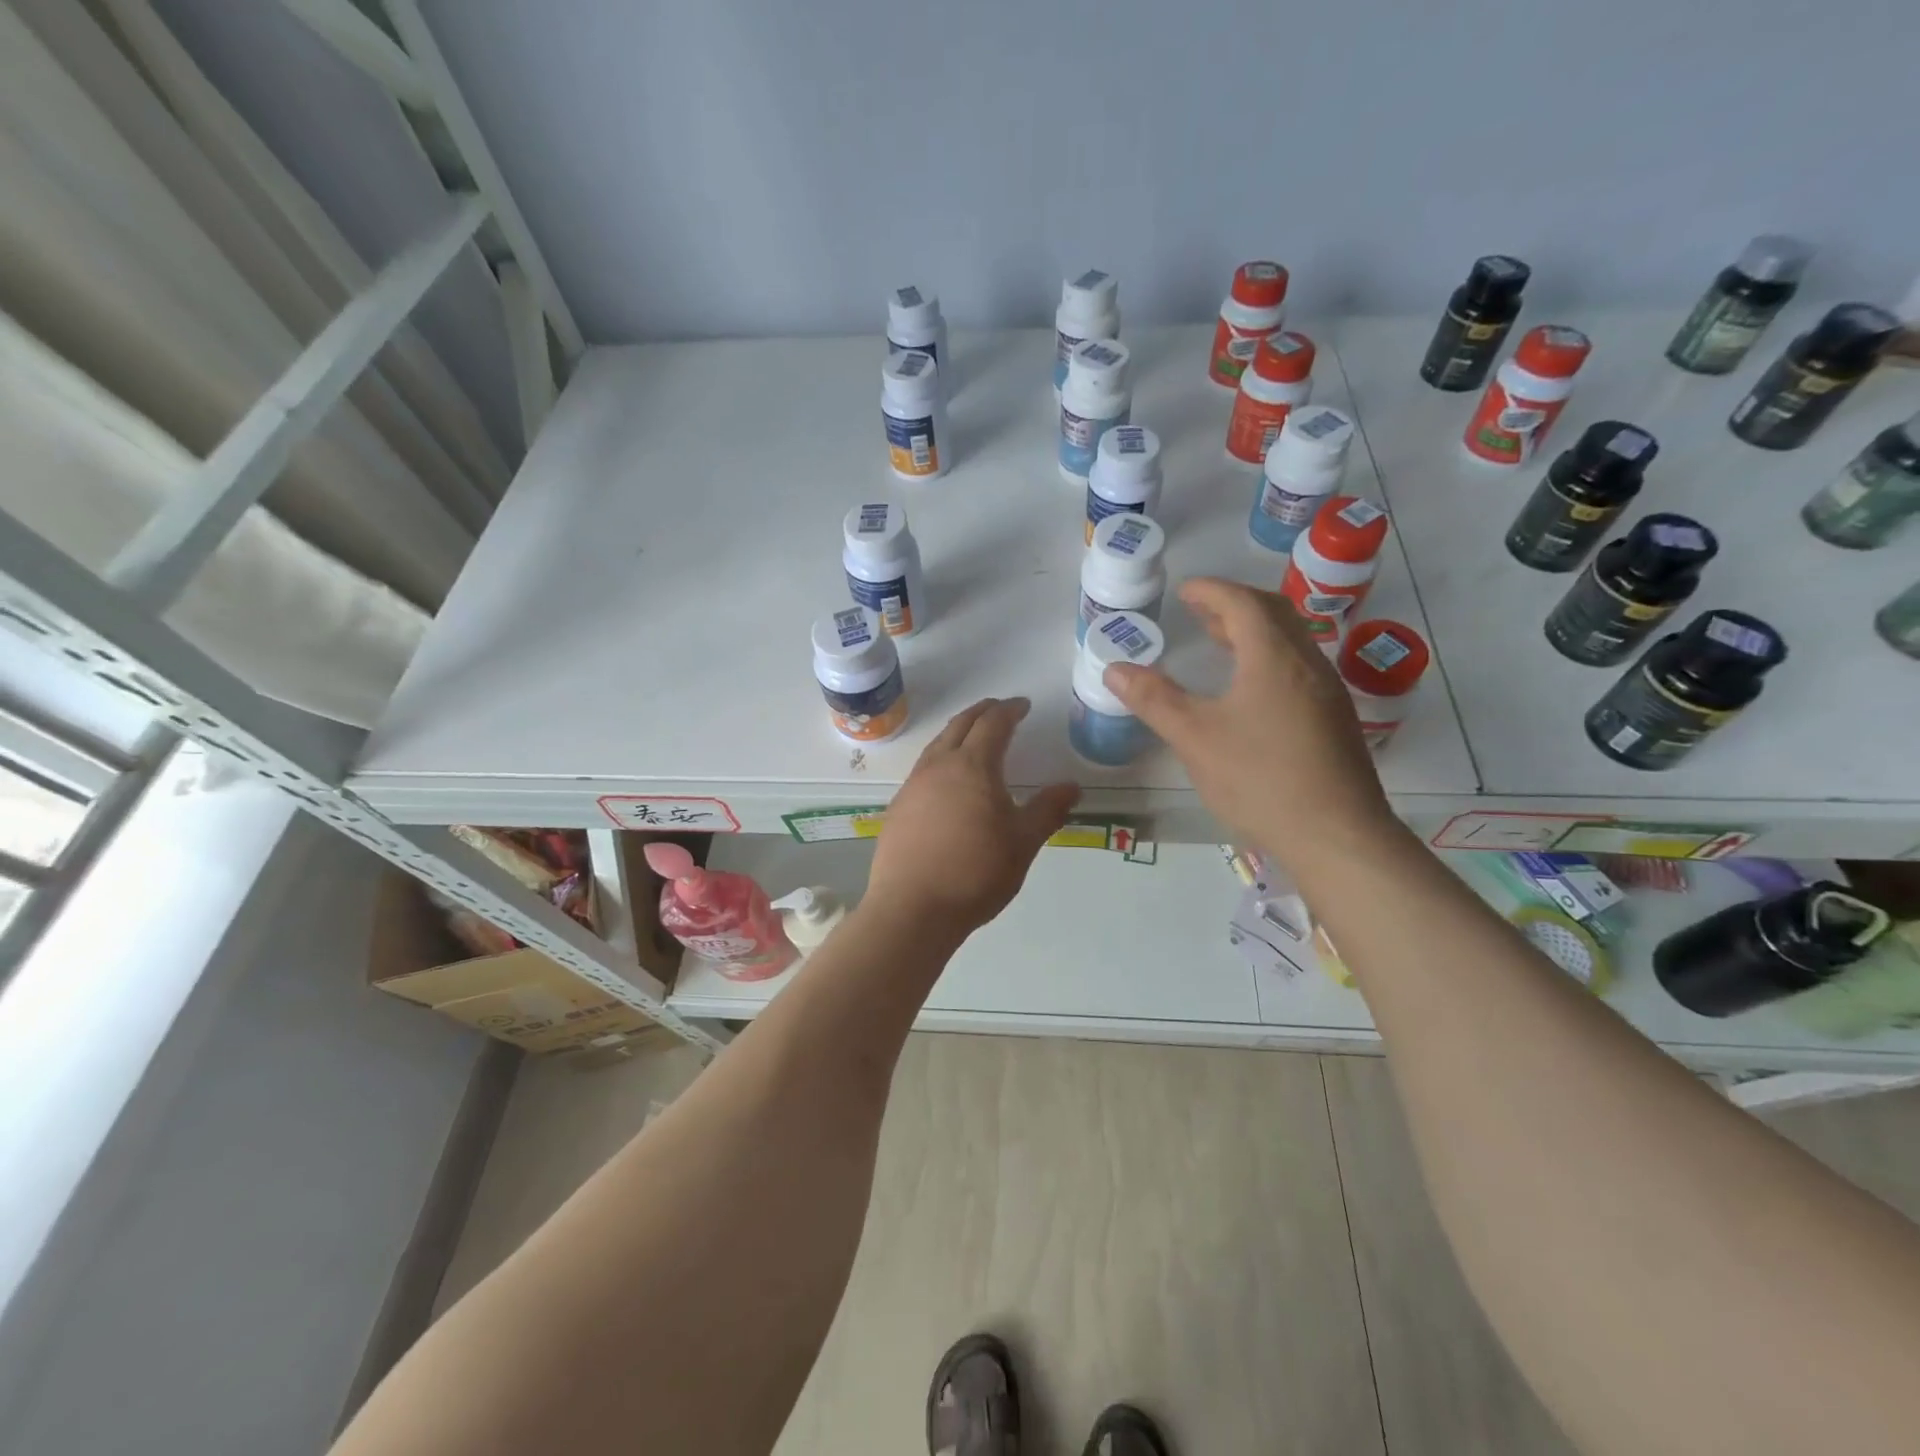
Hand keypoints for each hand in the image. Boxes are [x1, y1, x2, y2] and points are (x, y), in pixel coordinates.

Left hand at [866, 698, 1079, 938]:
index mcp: (973, 766)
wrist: (912, 908)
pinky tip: (947, 781)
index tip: (1023, 705)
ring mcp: (913, 786)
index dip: (1010, 710)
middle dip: (982, 712)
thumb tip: (1071, 786)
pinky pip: (923, 769)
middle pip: (960, 725)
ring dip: (958, 733)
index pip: (993, 724)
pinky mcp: (898, 807)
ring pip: (937, 745)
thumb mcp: (1023, 843)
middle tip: (999, 709)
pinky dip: (941, 759)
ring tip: (973, 738)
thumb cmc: (975, 873)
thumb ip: (1047, 810)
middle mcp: (938, 766)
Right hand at [1103, 578, 1397, 869]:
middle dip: (1234, 605)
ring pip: (1290, 641)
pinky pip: (1298, 667)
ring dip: (1253, 632)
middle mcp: (1307, 663)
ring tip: (1219, 642)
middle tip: (1199, 611)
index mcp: (1274, 657)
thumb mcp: (1194, 738)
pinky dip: (1267, 658)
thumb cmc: (1260, 779)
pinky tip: (1249, 689)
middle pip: (1273, 614)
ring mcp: (1327, 691)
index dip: (1211, 591)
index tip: (1184, 591)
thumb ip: (1154, 699)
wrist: (1337, 835)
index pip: (1242, 603)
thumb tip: (1114, 668)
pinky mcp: (1334, 719)